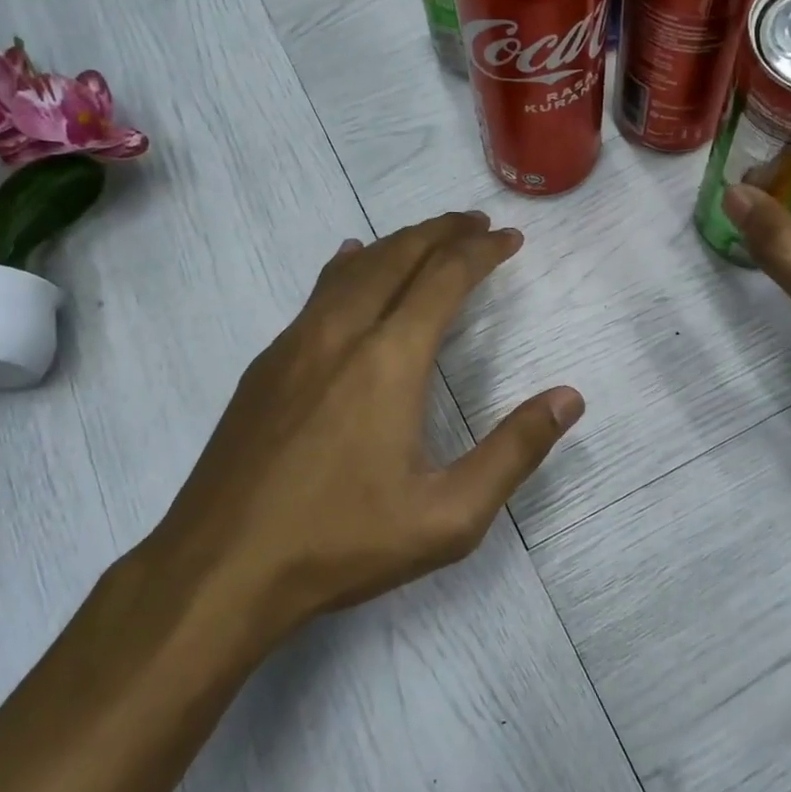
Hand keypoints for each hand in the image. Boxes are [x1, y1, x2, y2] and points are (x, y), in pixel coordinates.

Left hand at [155, 211, 583, 635]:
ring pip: (352, 267)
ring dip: (396, 244)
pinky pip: (317, 293)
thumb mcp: (449, 516)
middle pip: (397, 256)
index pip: (444, 278)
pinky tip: (350, 265)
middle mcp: (340, 333)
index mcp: (389, 360)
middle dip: (441, 232)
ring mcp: (294, 344)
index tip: (509, 238)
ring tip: (427, 238)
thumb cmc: (342, 543)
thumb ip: (514, 452)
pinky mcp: (265, 365)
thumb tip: (569, 398)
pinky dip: (349, 267)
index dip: (481, 251)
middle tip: (475, 223)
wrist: (221, 567)